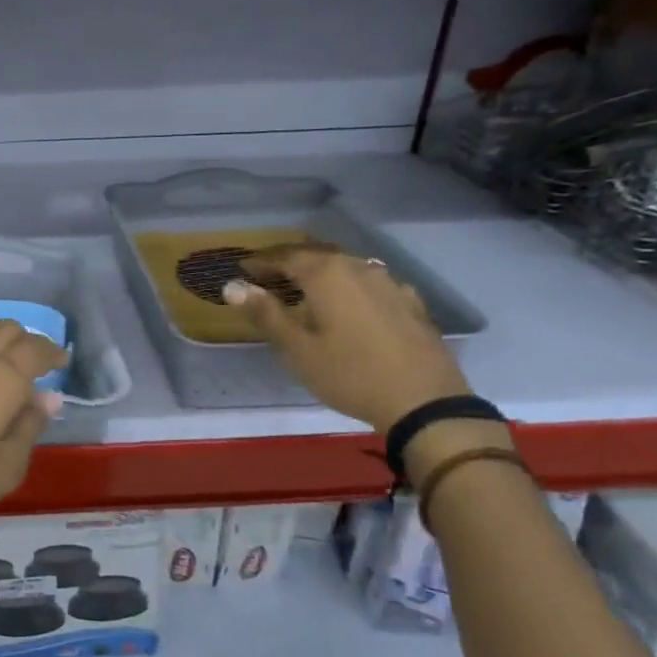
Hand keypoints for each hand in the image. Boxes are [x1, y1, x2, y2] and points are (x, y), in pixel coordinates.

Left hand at [0, 320, 68, 531]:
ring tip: (4, 378)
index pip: (35, 349)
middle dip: (26, 341)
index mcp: (2, 377)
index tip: (62, 362)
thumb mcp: (4, 467)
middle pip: (5, 330)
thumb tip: (47, 398)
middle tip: (36, 366)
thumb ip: (29, 428)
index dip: (53, 352)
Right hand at [223, 245, 470, 432]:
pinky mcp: (410, 302)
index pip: (286, 256)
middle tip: (269, 274)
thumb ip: (266, 314)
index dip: (261, 261)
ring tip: (306, 287)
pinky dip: (350, 285)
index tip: (243, 269)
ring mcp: (389, 283)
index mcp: (326, 275)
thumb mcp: (298, 350)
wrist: (424, 402)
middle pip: (317, 255)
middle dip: (290, 261)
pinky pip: (371, 282)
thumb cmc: (349, 374)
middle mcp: (358, 268)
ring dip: (321, 271)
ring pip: (346, 266)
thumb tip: (232, 287)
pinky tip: (351, 302)